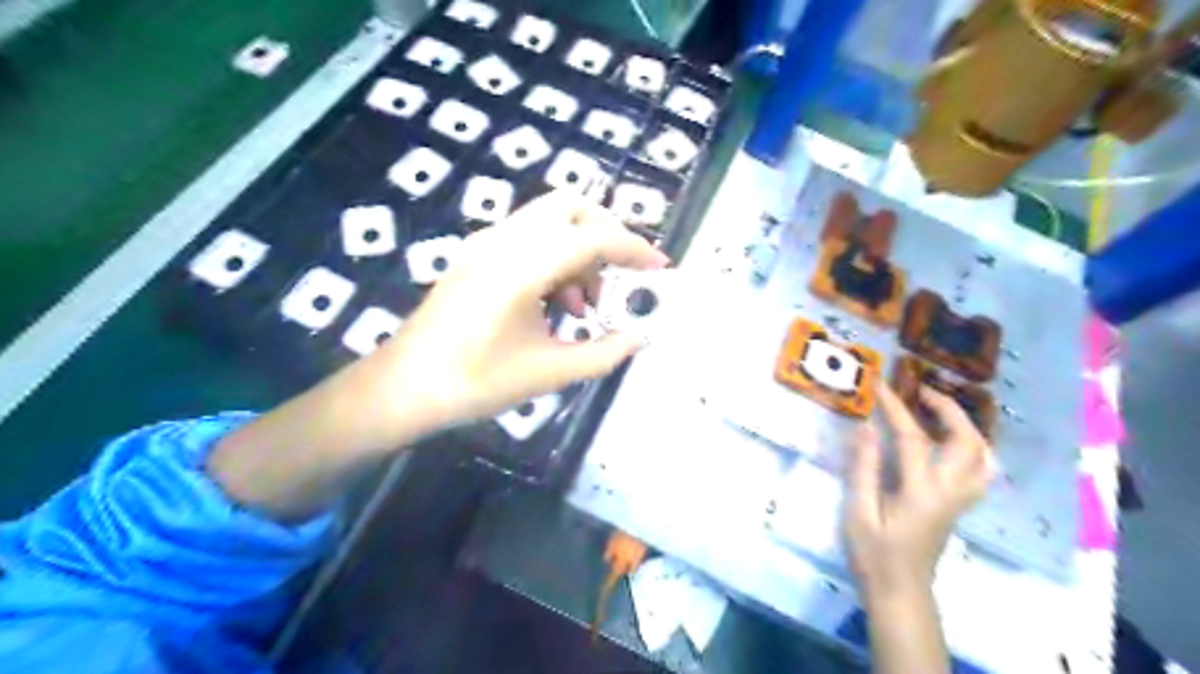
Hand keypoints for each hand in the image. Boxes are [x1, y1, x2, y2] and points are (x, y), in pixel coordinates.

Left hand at [210, 190, 669, 520]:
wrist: (404, 388)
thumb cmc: (475, 382)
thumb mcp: (549, 372)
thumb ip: (604, 353)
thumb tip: (640, 336)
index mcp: (522, 266)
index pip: (593, 238)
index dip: (634, 250)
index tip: (661, 269)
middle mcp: (504, 240)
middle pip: (570, 206)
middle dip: (605, 234)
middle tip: (619, 276)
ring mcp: (485, 243)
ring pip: (549, 221)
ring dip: (578, 251)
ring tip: (583, 307)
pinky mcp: (476, 255)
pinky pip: (528, 238)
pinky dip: (554, 258)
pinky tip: (554, 304)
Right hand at [843, 383, 994, 598]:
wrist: (899, 591)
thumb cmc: (873, 553)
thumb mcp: (859, 511)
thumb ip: (865, 467)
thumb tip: (866, 426)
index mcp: (922, 492)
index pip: (913, 438)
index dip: (895, 407)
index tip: (879, 384)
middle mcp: (950, 492)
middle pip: (967, 442)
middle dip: (948, 409)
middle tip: (921, 391)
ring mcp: (960, 500)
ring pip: (984, 457)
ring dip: (967, 427)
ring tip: (940, 412)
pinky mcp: (959, 507)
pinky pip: (980, 470)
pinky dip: (972, 447)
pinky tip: (950, 443)